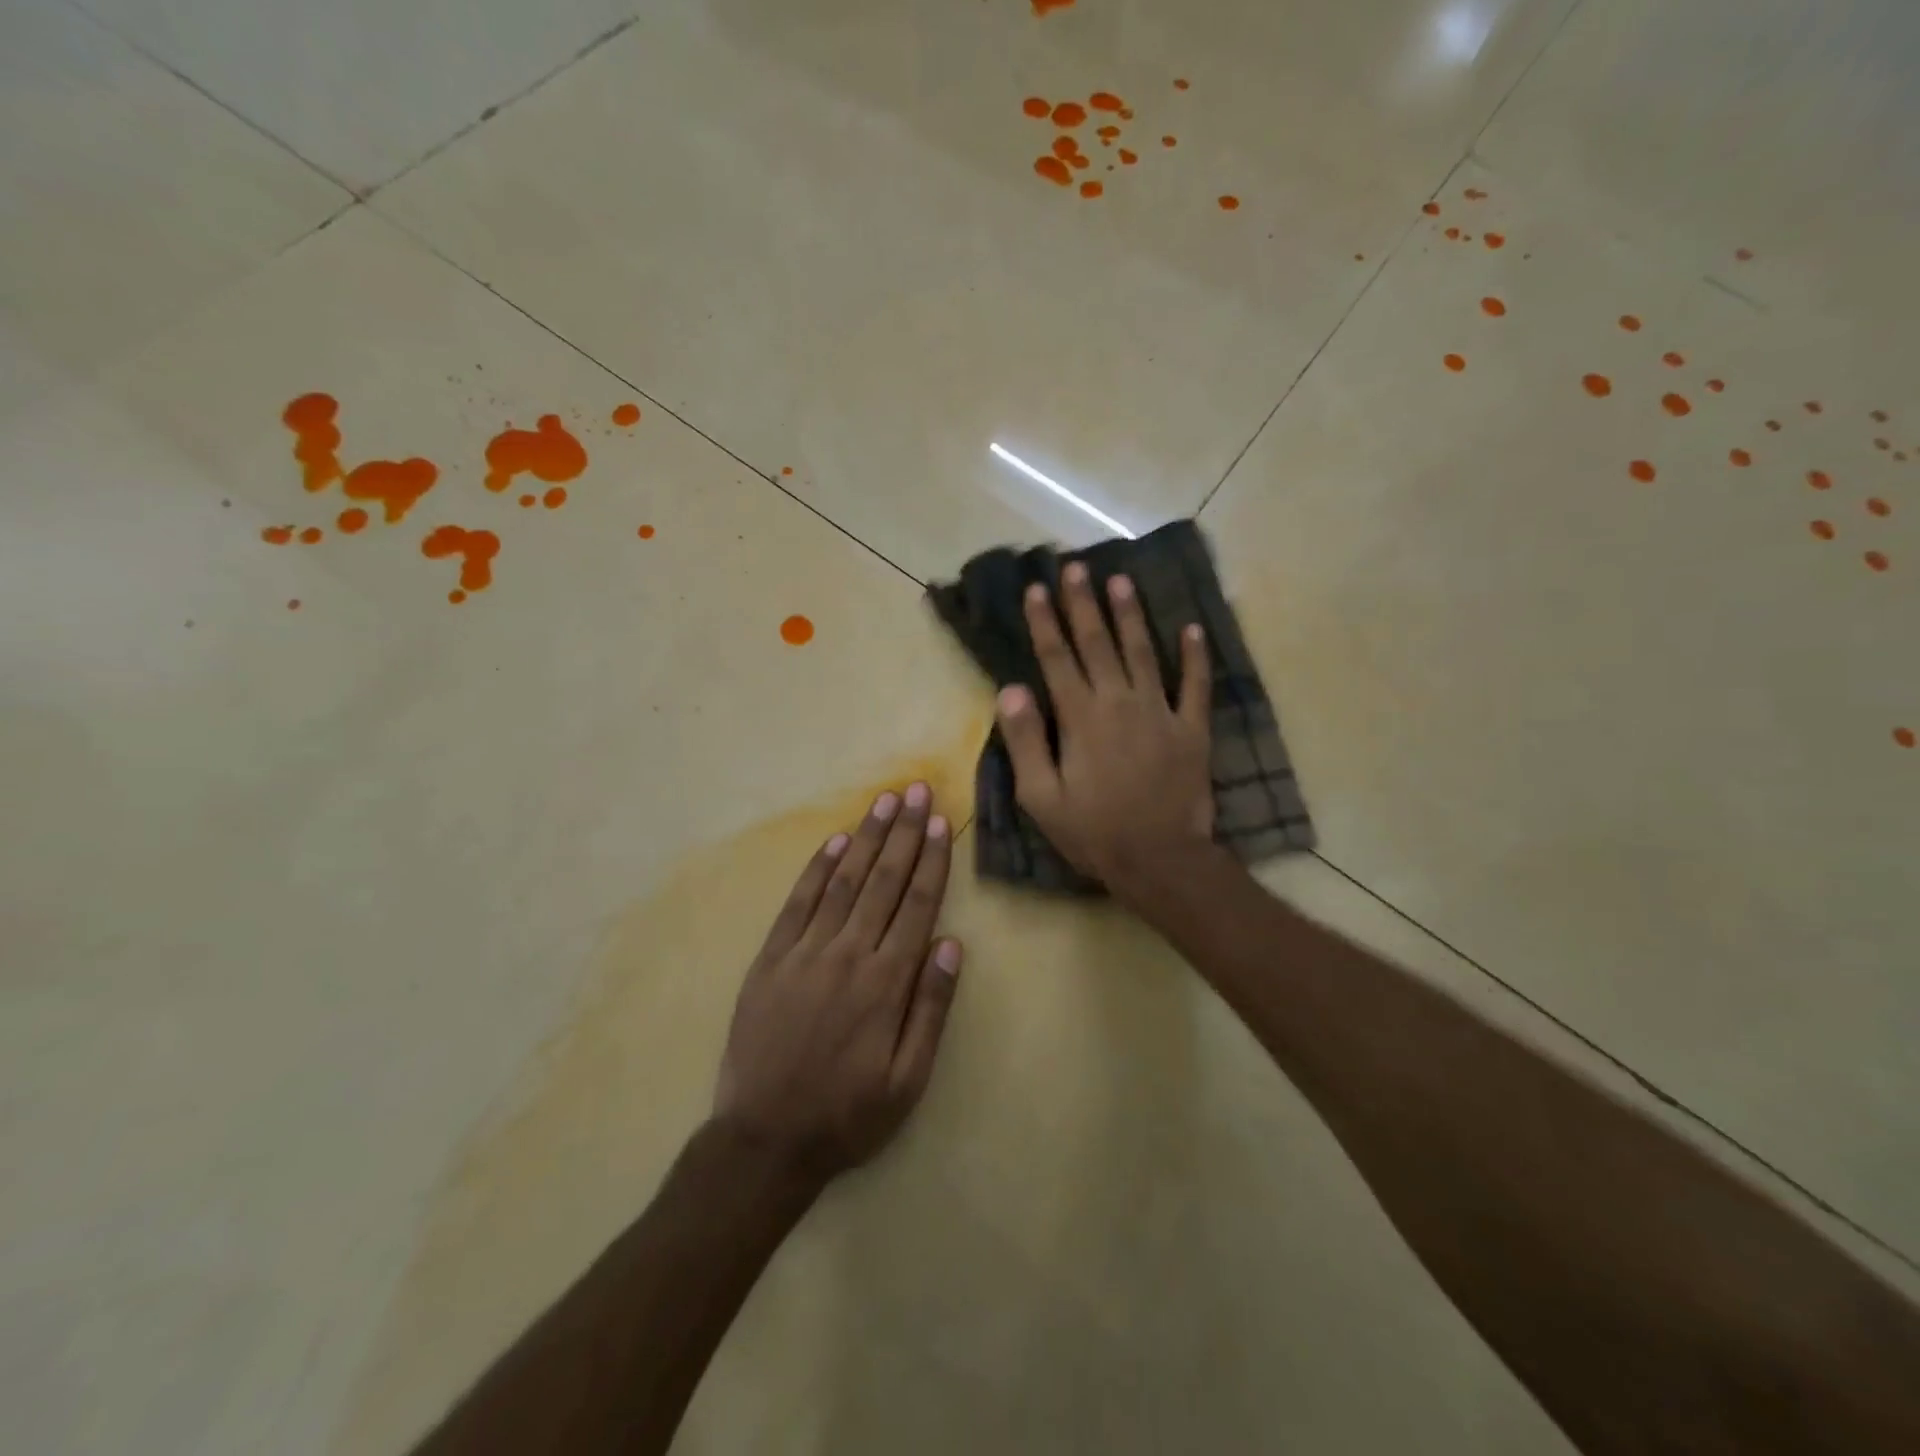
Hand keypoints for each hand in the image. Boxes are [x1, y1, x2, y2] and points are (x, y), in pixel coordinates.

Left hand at [712, 782, 962, 1182]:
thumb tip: (950, 945)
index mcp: (885, 983)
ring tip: (884, 802)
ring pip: (843, 882)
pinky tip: (836, 841)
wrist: (764, 1140)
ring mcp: (804, 953)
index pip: (916, 906)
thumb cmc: (847, 1114)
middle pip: (882, 882)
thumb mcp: (907, 1080)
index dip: (930, 861)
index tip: (940, 823)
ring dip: (867, 838)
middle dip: (903, 833)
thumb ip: (931, 1009)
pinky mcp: (770, 959)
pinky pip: (798, 903)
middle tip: (916, 791)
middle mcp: (847, 955)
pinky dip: (818, 869)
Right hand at [997, 563, 1214, 903]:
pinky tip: (1193, 628)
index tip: (1036, 588)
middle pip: (1098, 644)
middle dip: (1084, 603)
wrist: (1160, 859)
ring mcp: (1161, 712)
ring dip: (1131, 615)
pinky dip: (1196, 656)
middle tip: (1076, 567)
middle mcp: (1120, 702)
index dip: (1045, 622)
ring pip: (1143, 652)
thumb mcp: (1041, 796)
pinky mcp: (1192, 729)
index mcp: (1080, 718)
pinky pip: (1197, 685)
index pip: (1057, 658)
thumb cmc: (1093, 831)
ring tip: (1121, 580)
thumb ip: (1026, 740)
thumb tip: (1011, 689)